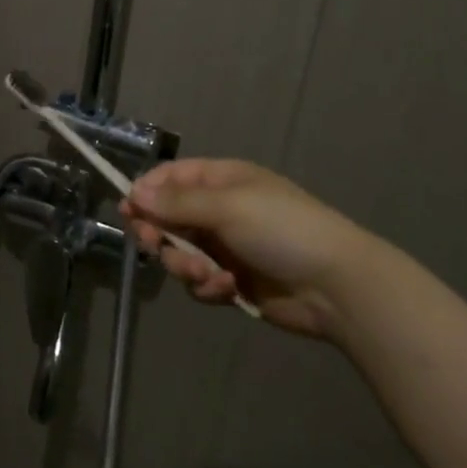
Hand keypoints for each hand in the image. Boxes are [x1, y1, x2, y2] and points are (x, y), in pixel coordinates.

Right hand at [122, 158, 383, 338]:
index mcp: (221, 181)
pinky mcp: (232, 281)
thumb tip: (133, 191)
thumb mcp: (227, 207)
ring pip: (179, 253)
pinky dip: (207, 286)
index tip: (128, 213)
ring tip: (207, 276)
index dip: (146, 193)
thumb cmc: (282, 230)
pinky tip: (226, 289)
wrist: (337, 287)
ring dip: (185, 266)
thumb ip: (176, 202)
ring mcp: (225, 247)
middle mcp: (219, 210)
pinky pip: (200, 281)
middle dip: (160, 235)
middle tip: (155, 245)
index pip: (169, 178)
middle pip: (167, 218)